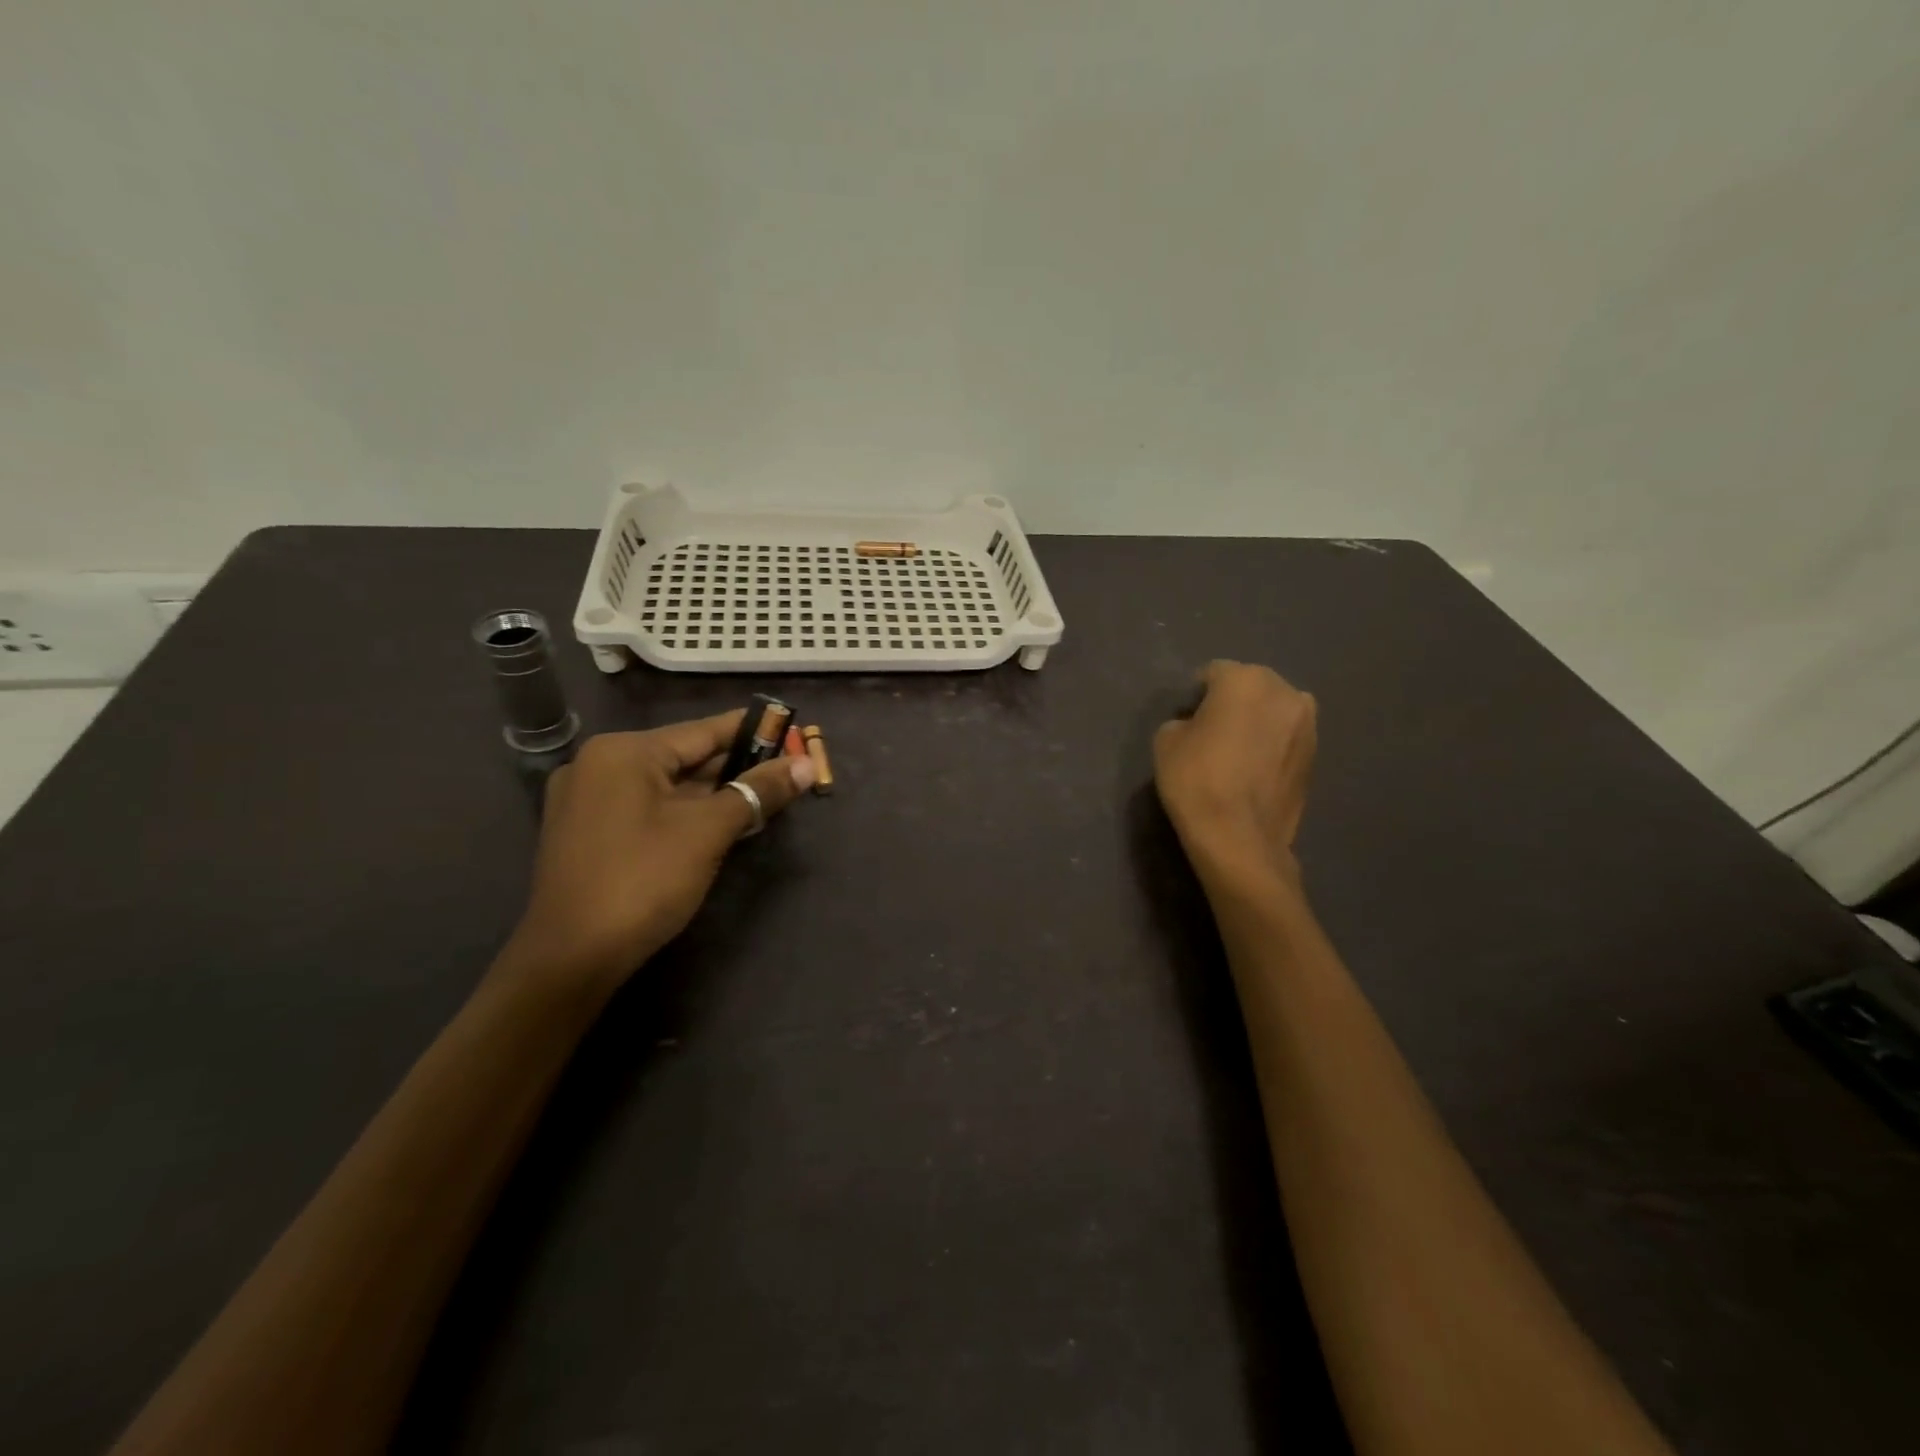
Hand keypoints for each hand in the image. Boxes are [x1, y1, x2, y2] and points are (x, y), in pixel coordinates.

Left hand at [507, 712, 813, 989]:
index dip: (751, 731)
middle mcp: (599, 765)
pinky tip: (717, 822)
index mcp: (624, 752)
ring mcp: (587, 800)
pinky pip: (646, 807)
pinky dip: (683, 811)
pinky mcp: (586, 832)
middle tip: (784, 769)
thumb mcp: (708, 831)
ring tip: (761, 795)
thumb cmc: (643, 881)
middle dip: (734, 767)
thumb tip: (806, 765)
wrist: (571, 958)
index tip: (789, 726)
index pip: (702, 731)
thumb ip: (757, 791)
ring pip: (666, 785)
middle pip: (683, 757)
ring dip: (712, 792)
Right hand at [1154, 661, 1316, 883]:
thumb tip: (1199, 724)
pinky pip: (1285, 739)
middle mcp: (1285, 692)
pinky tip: (1252, 770)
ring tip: (1235, 752)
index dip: (1196, 694)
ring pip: (1273, 712)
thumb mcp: (1165, 740)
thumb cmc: (1196, 779)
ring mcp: (1308, 725)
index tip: (1185, 717)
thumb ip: (1184, 719)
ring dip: (1256, 723)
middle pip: (1251, 687)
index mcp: (1246, 679)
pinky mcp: (1316, 757)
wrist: (1238, 836)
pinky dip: (1271, 746)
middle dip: (1232, 702)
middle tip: (1211, 731)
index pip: (1213, 673)